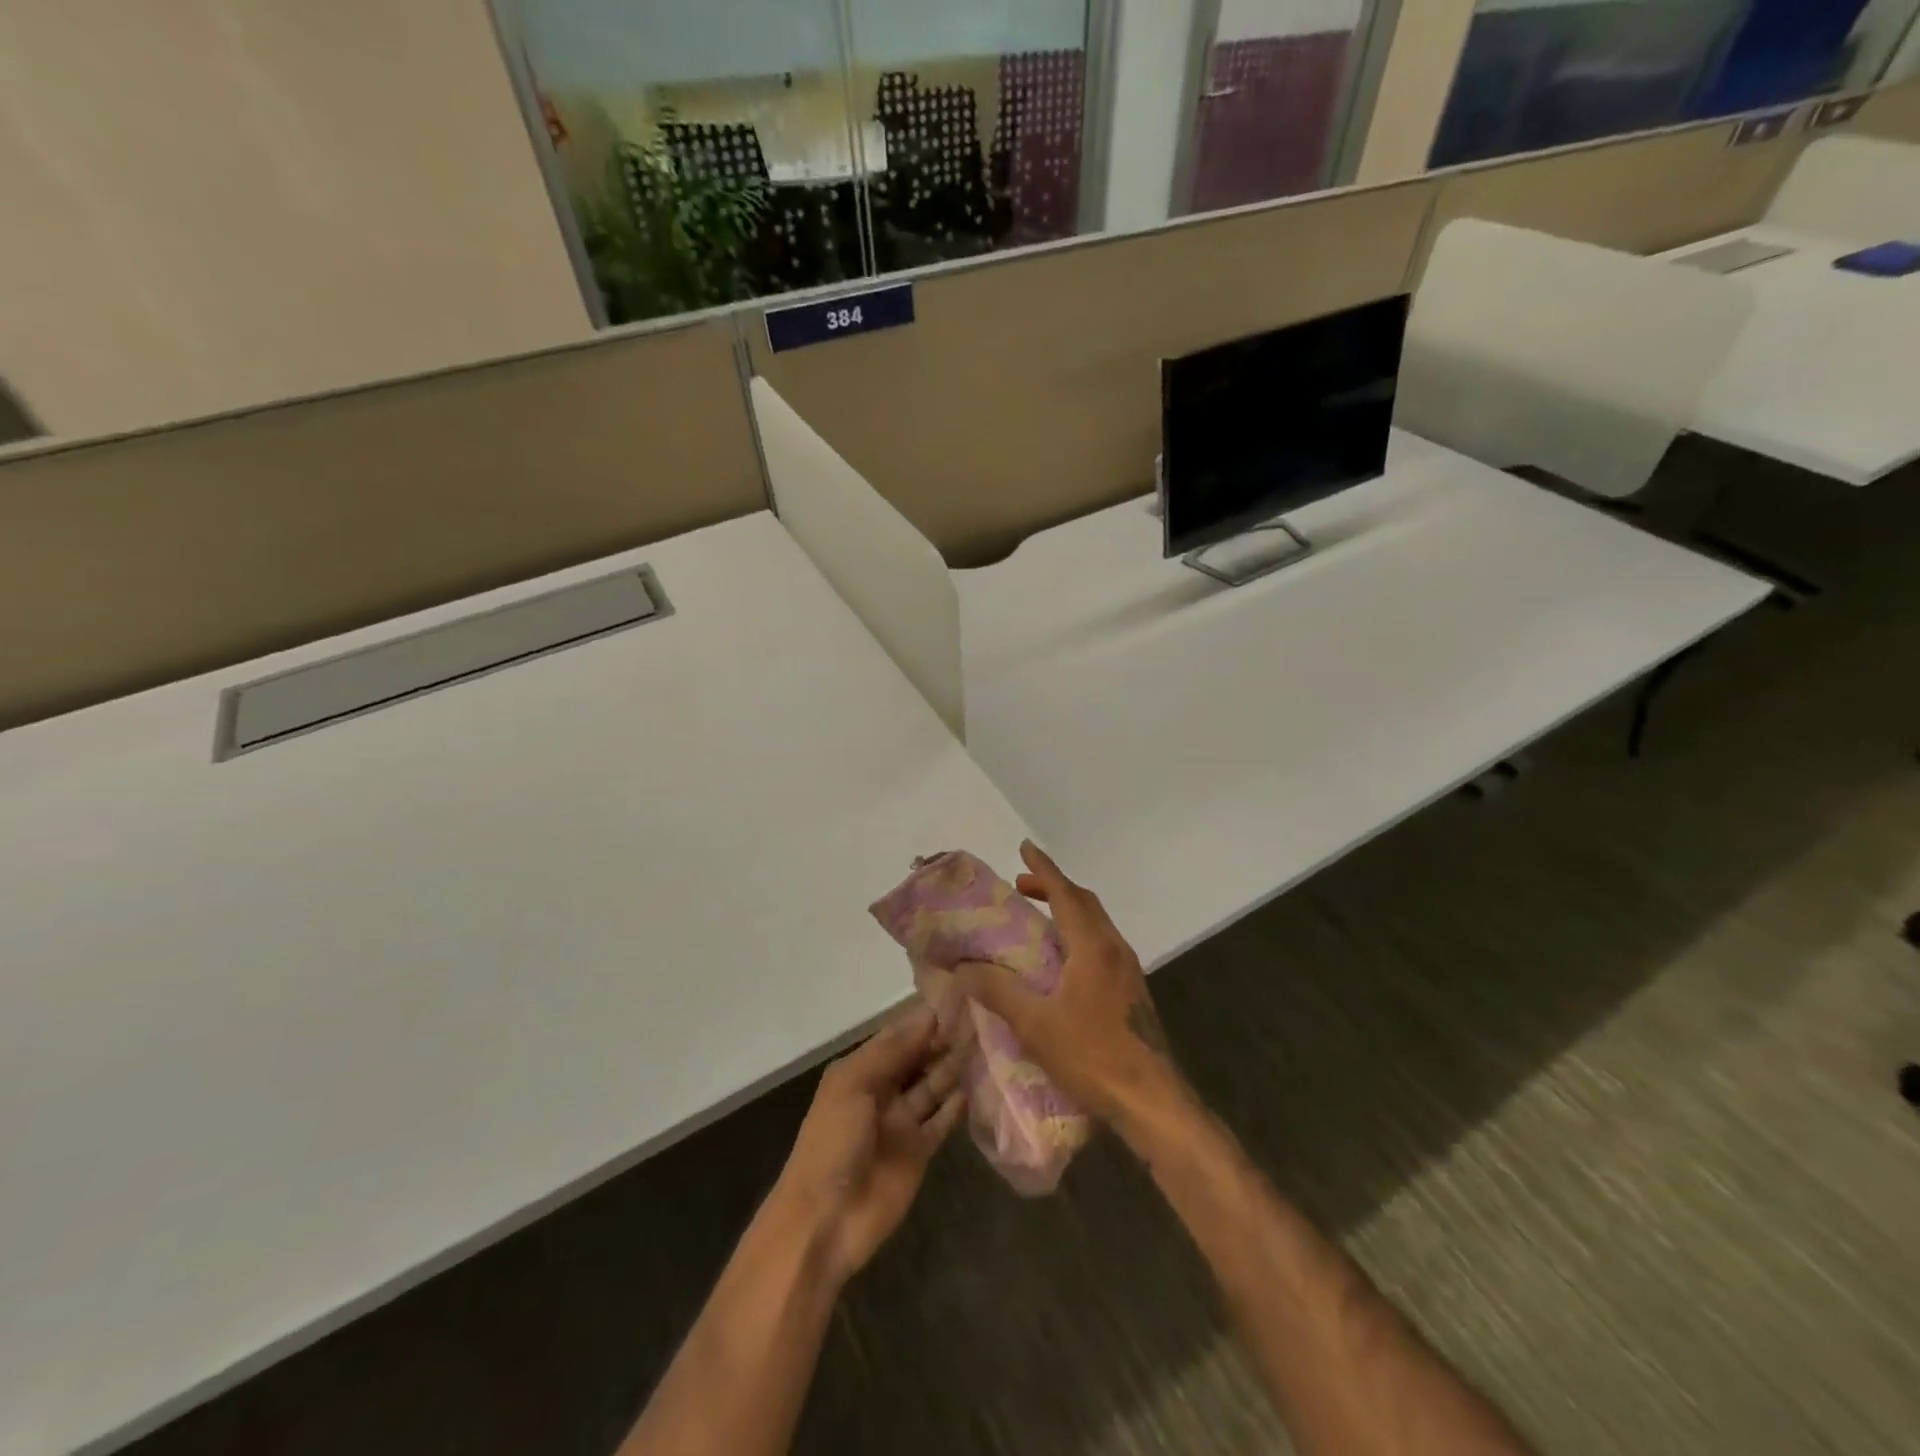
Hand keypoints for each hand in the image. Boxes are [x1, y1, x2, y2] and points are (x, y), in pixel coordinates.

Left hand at [769, 1005, 965, 1285]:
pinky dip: (958, 1105)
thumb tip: (929, 1017)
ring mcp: (902, 1122)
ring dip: (955, 1067)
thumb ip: (892, 1051)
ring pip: (934, 1086)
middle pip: (919, 1058)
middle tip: (982, 1018)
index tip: (959, 998)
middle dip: (944, 1040)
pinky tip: (979, 1086)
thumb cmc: (832, 1141)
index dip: (924, 1019)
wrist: (825, 1220)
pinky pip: (942, 1121)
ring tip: (988, 1045)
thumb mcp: (852, 1084)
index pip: (898, 1035)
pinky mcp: (919, 1151)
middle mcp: (883, 1090)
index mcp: (861, 1070)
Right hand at [955, 841, 1186, 1140]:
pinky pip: (1101, 945)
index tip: (1024, 848)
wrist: (1151, 1100)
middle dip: (1053, 887)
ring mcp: (1128, 971)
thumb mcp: (1034, 1024)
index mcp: (1093, 947)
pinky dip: (1078, 935)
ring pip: (1096, 924)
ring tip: (1037, 919)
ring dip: (1067, 911)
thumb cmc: (1092, 1056)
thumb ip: (998, 991)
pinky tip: (1061, 962)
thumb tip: (963, 967)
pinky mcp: (1132, 991)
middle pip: (1084, 903)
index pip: (1065, 894)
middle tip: (1022, 886)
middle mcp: (1114, 949)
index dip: (1043, 869)